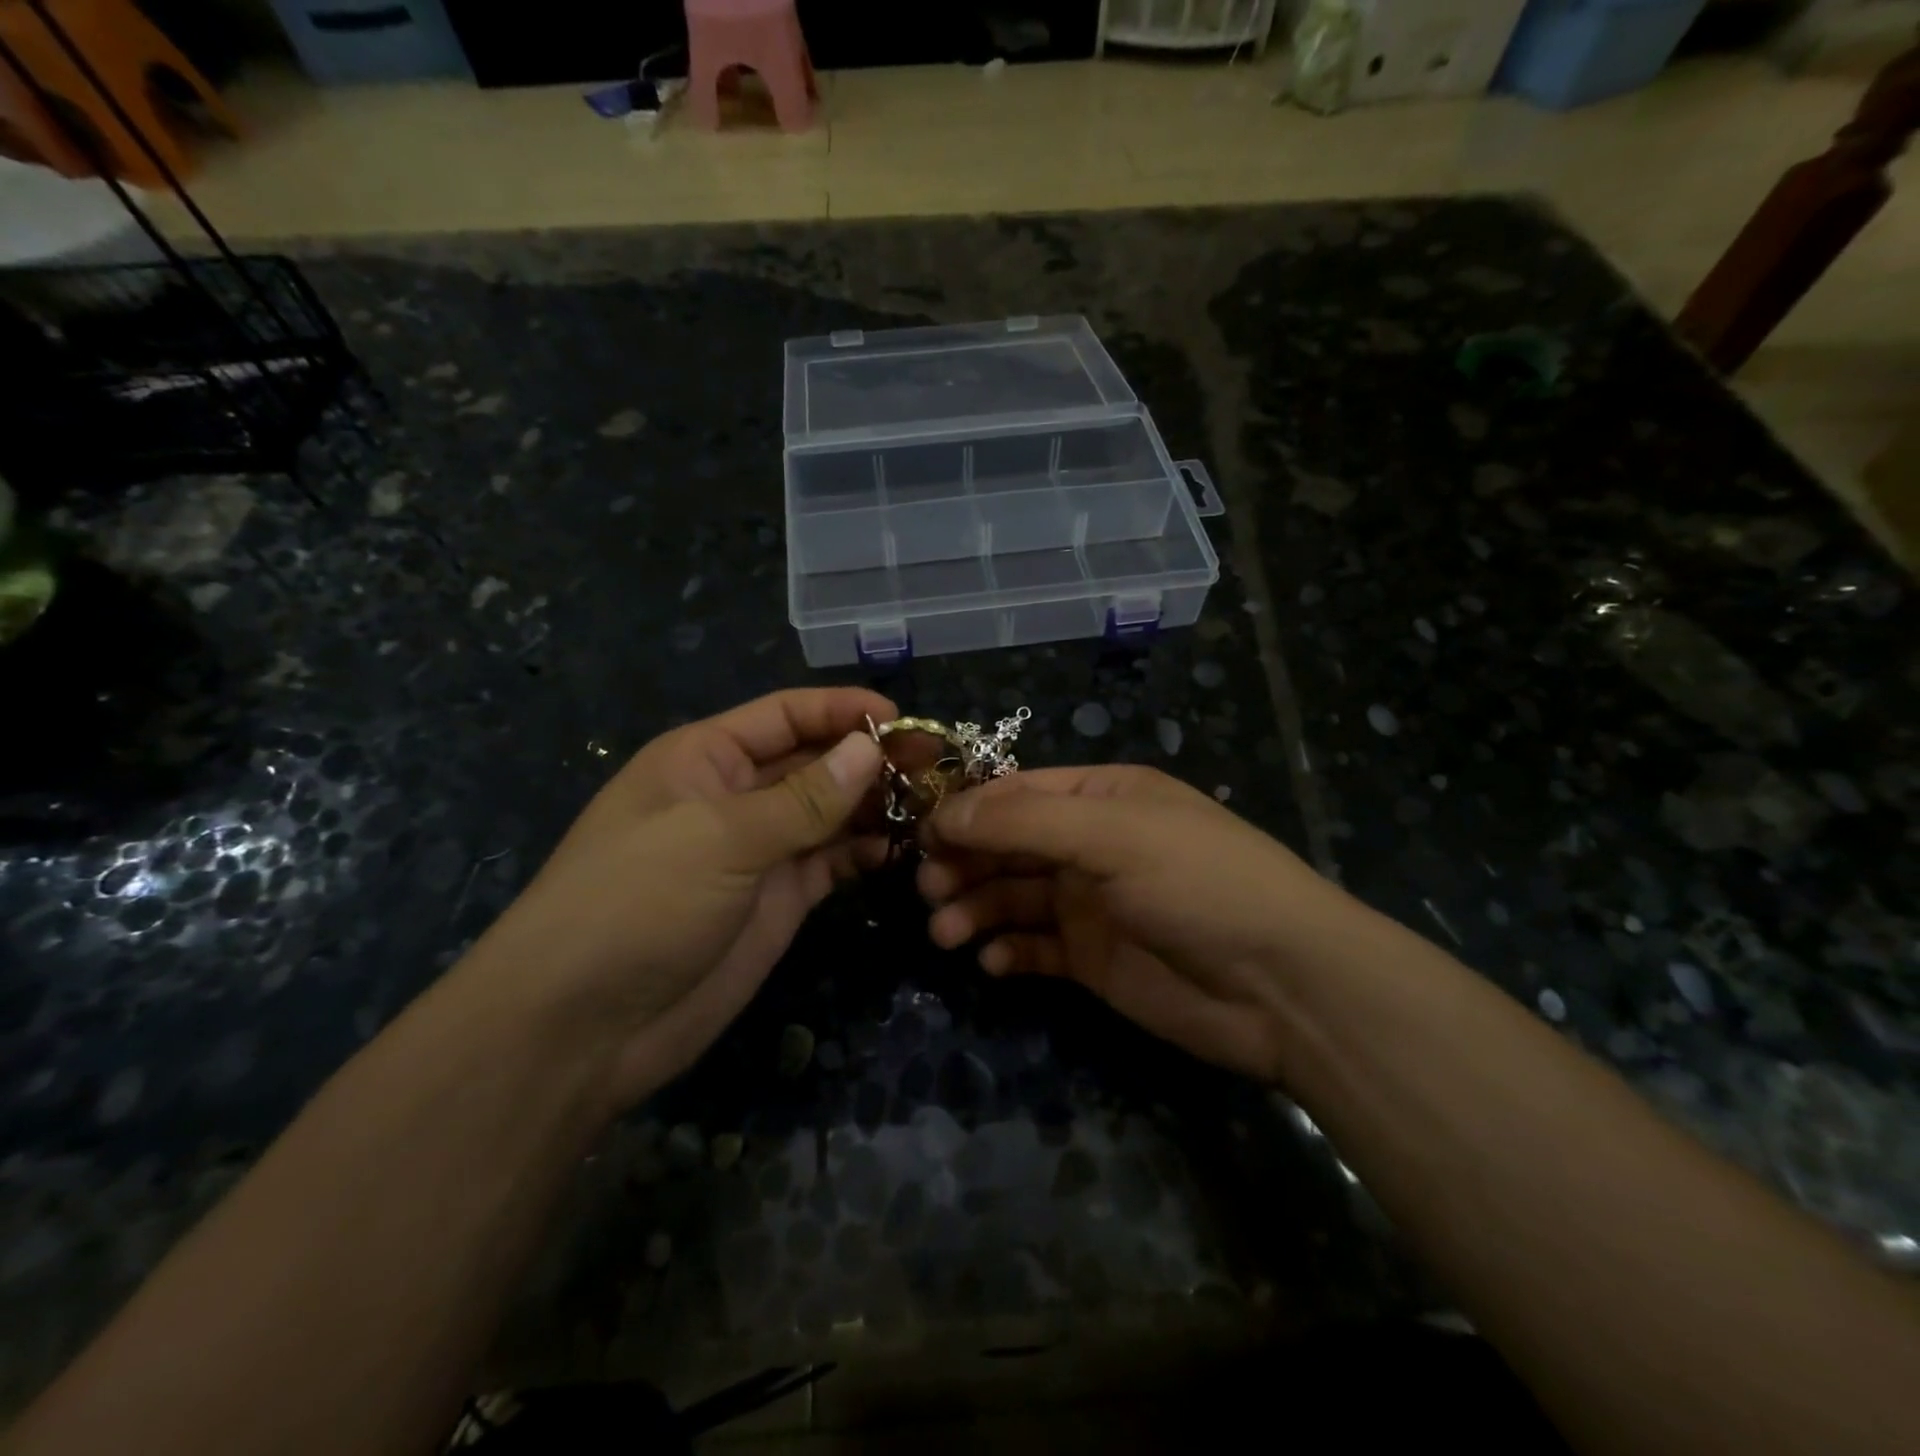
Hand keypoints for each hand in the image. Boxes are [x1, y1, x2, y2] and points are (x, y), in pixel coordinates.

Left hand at [461, 688, 892, 1109]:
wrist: (582, 1027)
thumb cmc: (637, 903)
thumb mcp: (720, 837)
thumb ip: (804, 797)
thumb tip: (870, 749)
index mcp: (706, 758)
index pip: (785, 715)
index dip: (842, 711)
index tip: (904, 719)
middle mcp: (736, 796)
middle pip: (814, 762)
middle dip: (870, 759)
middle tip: (935, 766)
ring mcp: (758, 851)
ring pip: (829, 813)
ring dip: (875, 805)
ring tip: (931, 806)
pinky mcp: (776, 900)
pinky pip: (829, 862)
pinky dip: (863, 852)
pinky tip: (899, 850)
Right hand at [920, 764, 1360, 1082]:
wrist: (1283, 986)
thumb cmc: (1199, 884)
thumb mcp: (1113, 835)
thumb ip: (1024, 822)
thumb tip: (943, 813)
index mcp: (1102, 798)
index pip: (1017, 792)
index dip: (967, 810)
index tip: (920, 835)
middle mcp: (1092, 844)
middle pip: (1008, 845)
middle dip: (964, 863)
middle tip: (927, 889)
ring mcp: (1092, 904)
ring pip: (1014, 897)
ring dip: (976, 909)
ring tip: (946, 932)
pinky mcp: (1093, 959)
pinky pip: (1035, 948)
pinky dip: (1008, 952)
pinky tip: (993, 963)